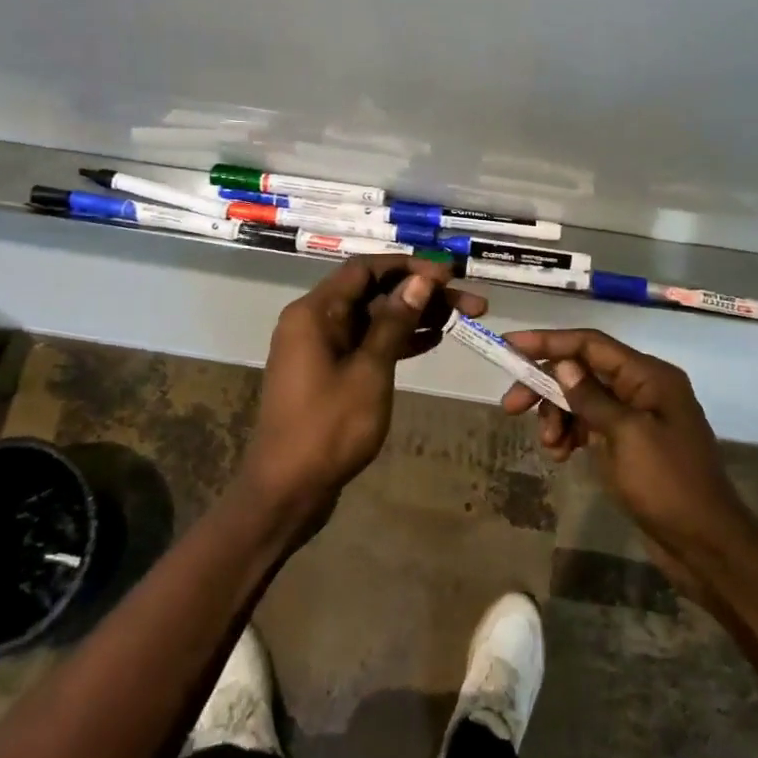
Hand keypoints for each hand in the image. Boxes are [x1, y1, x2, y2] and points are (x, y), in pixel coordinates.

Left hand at [240, 256, 488, 531]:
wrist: (287, 490)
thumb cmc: (328, 428)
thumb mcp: (370, 371)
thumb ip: (395, 322)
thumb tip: (422, 280)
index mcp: (315, 312)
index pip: (366, 269)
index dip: (410, 267)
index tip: (450, 275)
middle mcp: (314, 320)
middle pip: (373, 292)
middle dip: (420, 294)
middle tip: (470, 303)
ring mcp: (321, 347)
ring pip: (373, 317)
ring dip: (414, 317)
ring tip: (461, 320)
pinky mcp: (329, 371)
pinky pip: (367, 342)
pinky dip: (396, 340)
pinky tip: (432, 341)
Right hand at [500, 329, 752, 561]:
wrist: (706, 545)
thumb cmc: (668, 484)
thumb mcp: (626, 436)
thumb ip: (591, 398)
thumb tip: (562, 364)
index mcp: (648, 376)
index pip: (590, 344)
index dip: (548, 341)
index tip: (509, 346)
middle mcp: (642, 387)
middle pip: (581, 370)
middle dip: (545, 385)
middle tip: (510, 406)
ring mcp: (636, 417)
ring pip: (581, 399)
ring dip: (557, 416)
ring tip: (548, 446)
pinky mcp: (629, 444)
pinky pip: (590, 425)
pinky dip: (570, 434)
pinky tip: (560, 455)